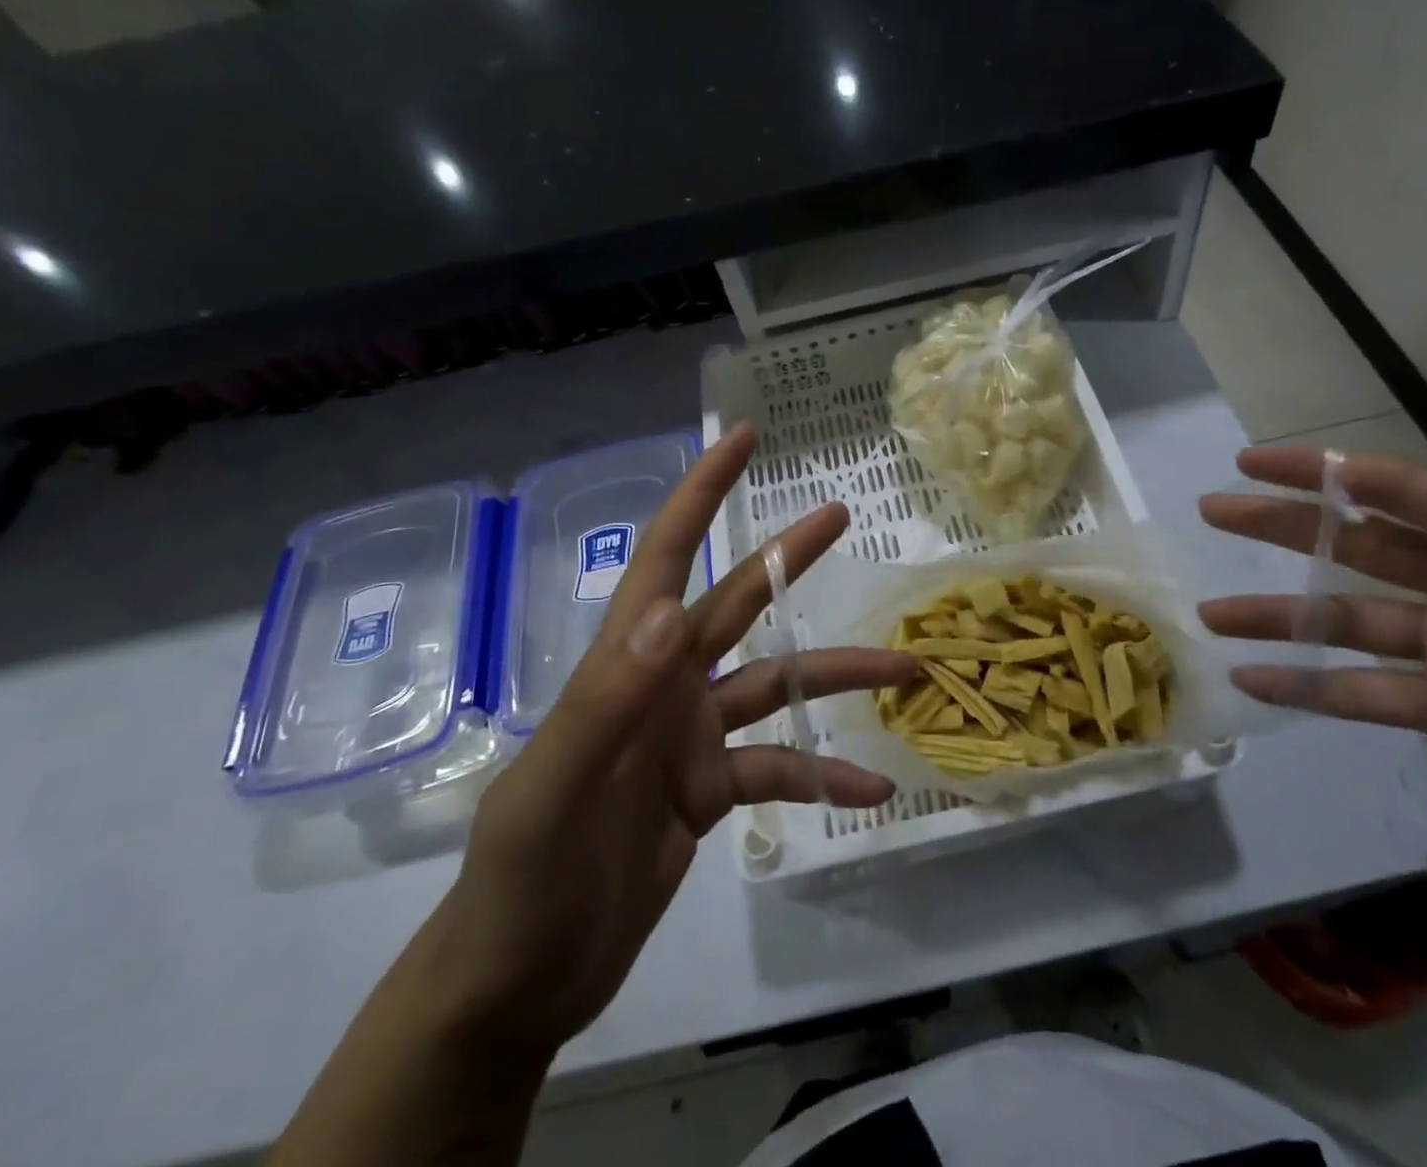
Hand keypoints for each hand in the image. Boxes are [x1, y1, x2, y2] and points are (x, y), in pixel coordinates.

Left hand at [437, 424, 912, 1053]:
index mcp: (626, 665)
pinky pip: (779, 769)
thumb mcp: (554, 796)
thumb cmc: (521, 884)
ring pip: (777, 687)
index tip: (742, 441)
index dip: (700, 494)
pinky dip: (824, 777)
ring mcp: (692, 736)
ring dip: (837, 679)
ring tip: (906, 669)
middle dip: (788, 557)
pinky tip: (871, 790)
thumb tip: (671, 610)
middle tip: (842, 514)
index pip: (664, 557)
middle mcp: (665, 685)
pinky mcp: (711, 789)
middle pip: (738, 603)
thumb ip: (608, 702)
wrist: (520, 985)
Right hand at [1198, 446, 1426, 913]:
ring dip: (1275, 614)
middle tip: (1212, 507)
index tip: (1257, 460)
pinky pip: (1364, 695)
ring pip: (1344, 620)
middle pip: (1354, 546)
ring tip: (1210, 613)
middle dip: (1281, 524)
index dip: (1328, 472)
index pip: (1404, 492)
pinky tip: (1253, 682)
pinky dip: (1307, 688)